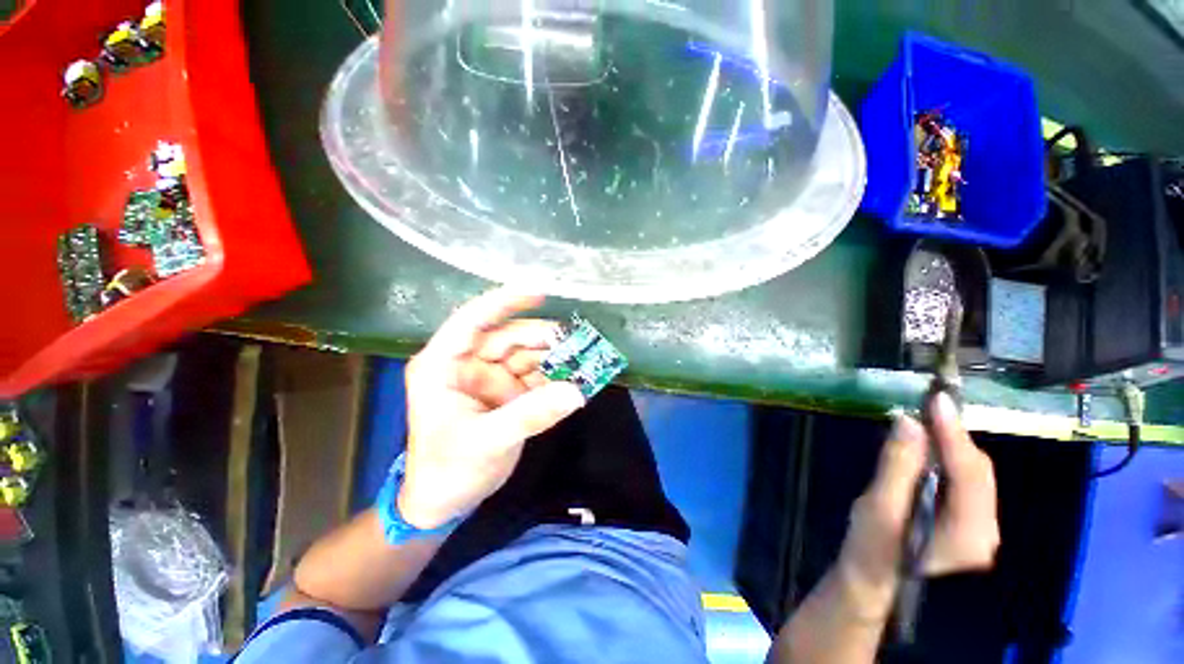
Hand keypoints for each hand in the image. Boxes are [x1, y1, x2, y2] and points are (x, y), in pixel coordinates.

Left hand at [397, 288, 586, 529]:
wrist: (447, 502)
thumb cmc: (448, 470)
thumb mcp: (486, 441)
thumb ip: (531, 415)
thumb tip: (577, 392)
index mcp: (442, 365)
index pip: (472, 320)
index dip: (503, 302)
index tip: (539, 292)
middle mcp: (468, 364)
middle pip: (508, 337)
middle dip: (541, 337)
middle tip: (575, 342)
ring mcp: (491, 378)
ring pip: (526, 355)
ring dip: (553, 356)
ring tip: (582, 357)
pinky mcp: (509, 392)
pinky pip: (536, 376)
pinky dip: (556, 375)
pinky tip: (576, 375)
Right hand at [836, 394, 999, 619]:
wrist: (873, 580)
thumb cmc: (872, 549)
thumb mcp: (878, 507)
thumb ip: (897, 465)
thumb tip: (909, 422)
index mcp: (968, 534)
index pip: (970, 472)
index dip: (954, 432)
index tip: (937, 398)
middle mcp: (987, 531)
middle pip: (978, 472)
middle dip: (953, 437)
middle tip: (925, 407)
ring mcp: (982, 529)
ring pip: (974, 475)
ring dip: (950, 446)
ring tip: (924, 423)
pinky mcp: (970, 523)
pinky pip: (966, 483)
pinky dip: (948, 460)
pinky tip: (927, 450)